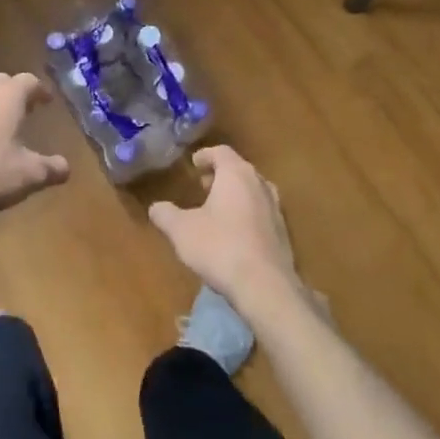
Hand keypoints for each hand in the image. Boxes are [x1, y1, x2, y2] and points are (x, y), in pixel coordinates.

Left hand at [0, 73, 69, 229]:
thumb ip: (50, 168)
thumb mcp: (26, 175)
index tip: (48, 101)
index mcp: (8, 96)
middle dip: (17, 93)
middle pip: (3, 82)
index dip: (41, 91)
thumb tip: (67, 167)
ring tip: (4, 124)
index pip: (29, 81)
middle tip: (28, 109)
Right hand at [148, 146, 303, 317]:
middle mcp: (260, 184)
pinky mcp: (284, 233)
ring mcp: (276, 209)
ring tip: (217, 209)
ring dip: (235, 195)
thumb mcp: (181, 230)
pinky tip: (234, 234)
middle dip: (220, 175)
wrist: (265, 286)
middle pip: (239, 170)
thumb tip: (155, 207)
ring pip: (253, 191)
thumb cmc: (220, 247)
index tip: (193, 164)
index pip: (221, 152)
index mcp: (236, 174)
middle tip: (203, 185)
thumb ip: (166, 215)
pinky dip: (246, 214)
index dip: (205, 155)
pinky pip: (261, 213)